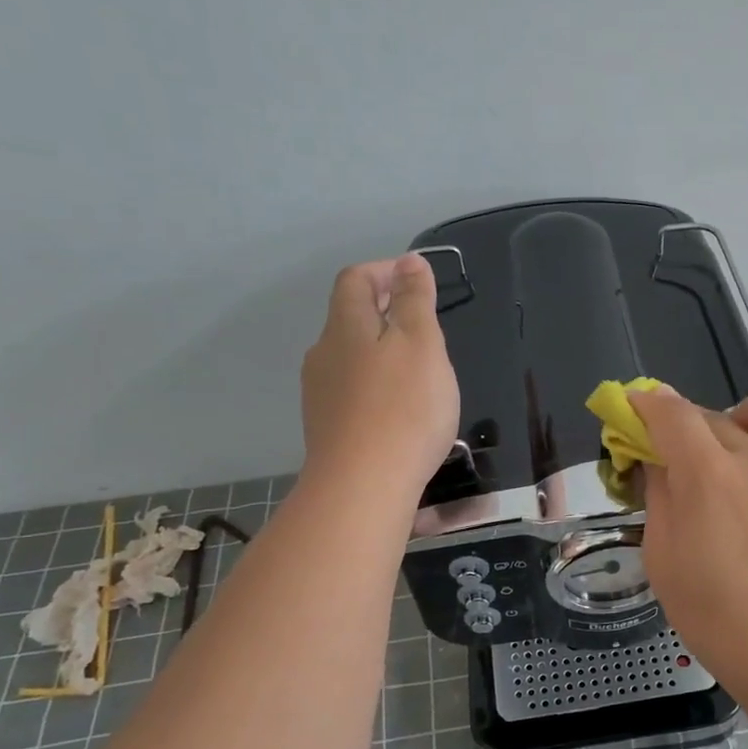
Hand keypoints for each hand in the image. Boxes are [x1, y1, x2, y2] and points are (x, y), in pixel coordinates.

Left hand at [300, 255, 459, 499]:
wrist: (363, 486)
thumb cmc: (403, 409)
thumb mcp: (422, 344)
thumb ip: (415, 300)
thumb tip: (409, 262)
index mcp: (346, 326)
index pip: (356, 280)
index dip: (384, 272)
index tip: (417, 281)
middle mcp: (324, 354)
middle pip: (350, 318)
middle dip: (386, 313)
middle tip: (427, 329)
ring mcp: (320, 394)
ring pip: (351, 358)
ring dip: (382, 353)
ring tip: (419, 373)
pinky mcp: (327, 428)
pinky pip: (352, 392)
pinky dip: (376, 387)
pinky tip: (400, 411)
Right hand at [631, 383, 747, 690]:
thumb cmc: (718, 617)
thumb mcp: (663, 561)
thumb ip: (660, 500)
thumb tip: (660, 464)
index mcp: (707, 474)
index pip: (671, 414)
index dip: (646, 404)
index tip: (635, 409)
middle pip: (714, 414)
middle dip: (686, 428)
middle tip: (679, 462)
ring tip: (741, 451)